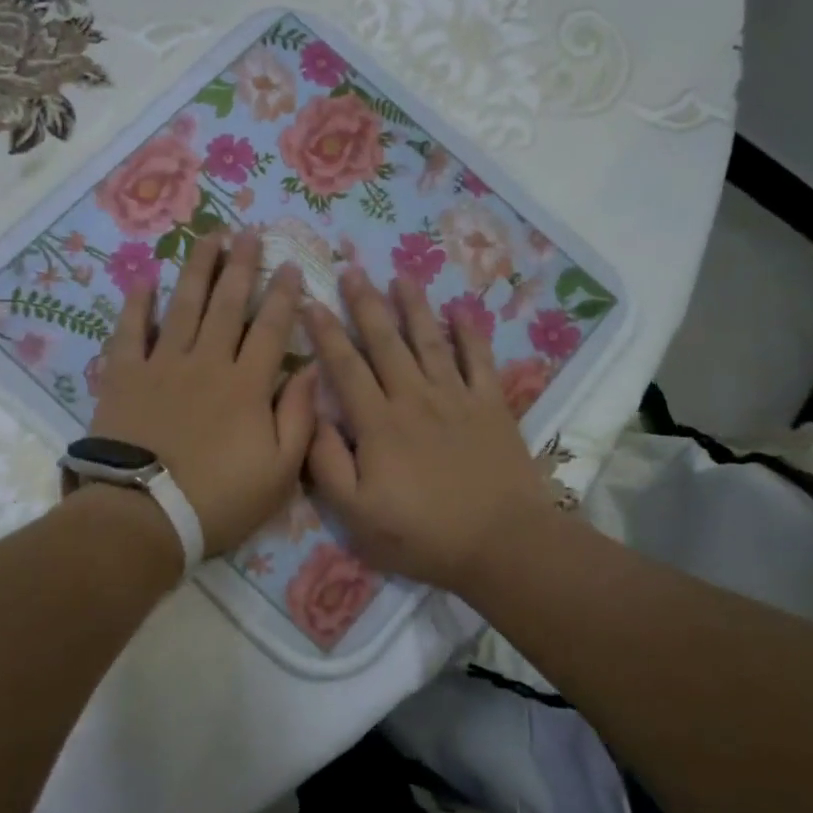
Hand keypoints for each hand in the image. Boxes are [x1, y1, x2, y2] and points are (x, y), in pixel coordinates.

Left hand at [89, 230, 317, 557]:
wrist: (144, 515)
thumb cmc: (218, 500)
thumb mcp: (279, 472)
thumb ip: (299, 418)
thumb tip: (312, 369)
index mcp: (247, 385)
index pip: (270, 328)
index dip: (283, 295)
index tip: (291, 264)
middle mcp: (207, 362)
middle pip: (227, 304)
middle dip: (241, 266)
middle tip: (249, 233)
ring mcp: (162, 364)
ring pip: (183, 305)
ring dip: (198, 269)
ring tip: (208, 237)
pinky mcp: (125, 375)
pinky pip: (130, 330)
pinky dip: (137, 303)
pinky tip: (145, 279)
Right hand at [303, 269, 555, 596]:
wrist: (500, 543)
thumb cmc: (421, 534)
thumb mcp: (356, 514)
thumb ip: (326, 464)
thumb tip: (311, 416)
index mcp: (378, 423)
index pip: (345, 367)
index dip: (325, 333)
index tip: (311, 302)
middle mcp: (414, 398)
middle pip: (385, 342)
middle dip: (365, 304)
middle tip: (352, 269)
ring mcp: (457, 398)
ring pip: (430, 341)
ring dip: (414, 307)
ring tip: (401, 277)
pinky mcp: (492, 406)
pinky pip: (480, 360)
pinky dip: (471, 333)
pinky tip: (462, 310)